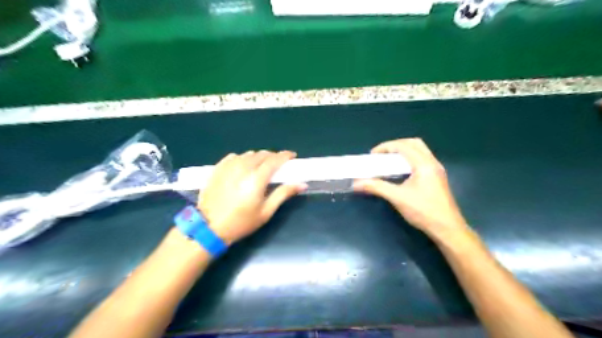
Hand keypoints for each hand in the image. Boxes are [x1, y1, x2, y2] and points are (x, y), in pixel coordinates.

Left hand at [200, 151, 306, 243]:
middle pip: (263, 154)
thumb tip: (302, 184)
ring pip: (249, 154)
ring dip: (258, 157)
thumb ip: (283, 194)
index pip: (275, 159)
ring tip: (260, 167)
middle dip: (273, 157)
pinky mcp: (218, 168)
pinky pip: (234, 157)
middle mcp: (243, 167)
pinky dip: (243, 159)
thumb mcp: (266, 212)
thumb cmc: (241, 222)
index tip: (292, 156)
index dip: (285, 155)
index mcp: (256, 178)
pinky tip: (243, 167)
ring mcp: (228, 166)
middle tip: (277, 165)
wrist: (209, 227)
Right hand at [354, 137, 466, 239]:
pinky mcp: (437, 177)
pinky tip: (401, 171)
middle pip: (414, 143)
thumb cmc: (423, 211)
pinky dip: (410, 159)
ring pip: (420, 150)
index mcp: (424, 164)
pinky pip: (422, 159)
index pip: (403, 146)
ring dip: (404, 151)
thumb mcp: (397, 198)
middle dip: (395, 145)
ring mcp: (437, 170)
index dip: (386, 147)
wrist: (447, 228)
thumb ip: (377, 187)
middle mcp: (432, 162)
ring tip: (389, 161)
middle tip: (382, 155)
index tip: (372, 155)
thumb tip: (356, 183)